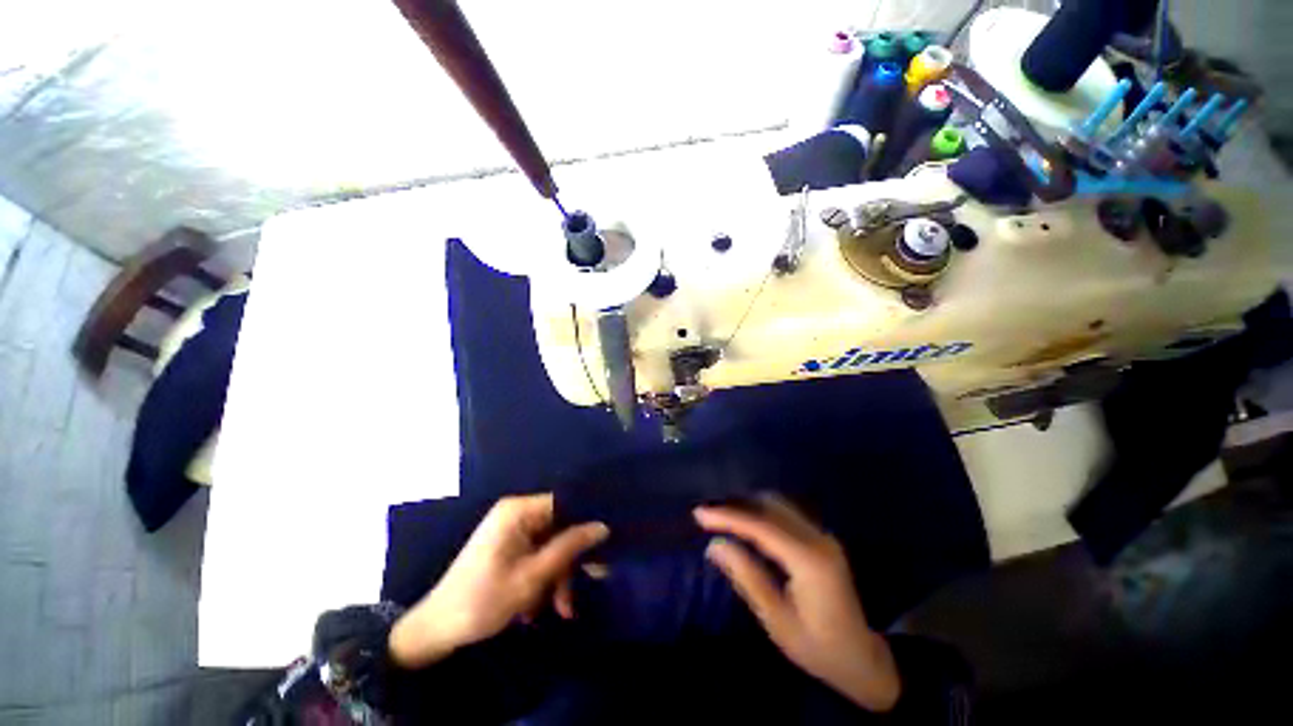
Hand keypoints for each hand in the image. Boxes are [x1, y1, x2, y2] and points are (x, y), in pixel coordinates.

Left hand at [389, 493, 608, 667]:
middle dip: (570, 561)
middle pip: (559, 527)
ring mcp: (511, 531)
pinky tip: (538, 608)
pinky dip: (543, 580)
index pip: (564, 503)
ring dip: (558, 577)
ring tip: (561, 610)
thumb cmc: (482, 601)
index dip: (586, 520)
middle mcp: (516, 514)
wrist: (434, 632)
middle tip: (593, 580)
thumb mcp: (532, 577)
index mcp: (518, 511)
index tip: (606, 540)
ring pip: (550, 546)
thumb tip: (603, 526)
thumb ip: (569, 548)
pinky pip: (537, 556)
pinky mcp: (507, 548)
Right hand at [695, 497, 900, 711]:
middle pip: (770, 506)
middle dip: (735, 505)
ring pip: (778, 504)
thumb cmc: (818, 647)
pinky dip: (760, 511)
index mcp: (809, 561)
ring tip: (719, 514)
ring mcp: (822, 535)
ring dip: (746, 504)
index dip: (728, 516)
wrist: (863, 658)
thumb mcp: (777, 620)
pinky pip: (785, 512)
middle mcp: (818, 538)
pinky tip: (744, 520)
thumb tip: (715, 545)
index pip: (761, 527)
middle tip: (706, 513)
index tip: (699, 513)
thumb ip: (747, 577)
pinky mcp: (820, 537)